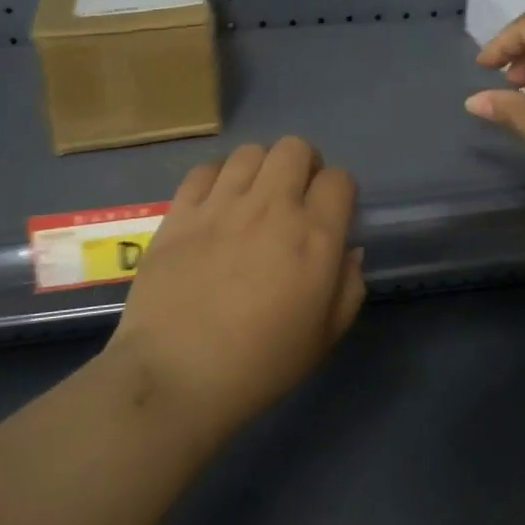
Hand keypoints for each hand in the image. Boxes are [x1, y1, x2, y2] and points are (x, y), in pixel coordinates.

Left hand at [106, 137, 366, 444]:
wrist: (176, 376)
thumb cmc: (260, 365)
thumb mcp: (325, 336)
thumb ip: (348, 286)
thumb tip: (347, 250)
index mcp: (314, 236)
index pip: (339, 179)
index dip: (339, 193)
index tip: (330, 214)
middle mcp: (271, 207)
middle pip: (295, 148)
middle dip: (303, 165)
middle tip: (295, 197)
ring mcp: (221, 205)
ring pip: (250, 152)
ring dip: (261, 169)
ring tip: (253, 198)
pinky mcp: (180, 212)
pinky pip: (205, 170)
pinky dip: (218, 178)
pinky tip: (215, 204)